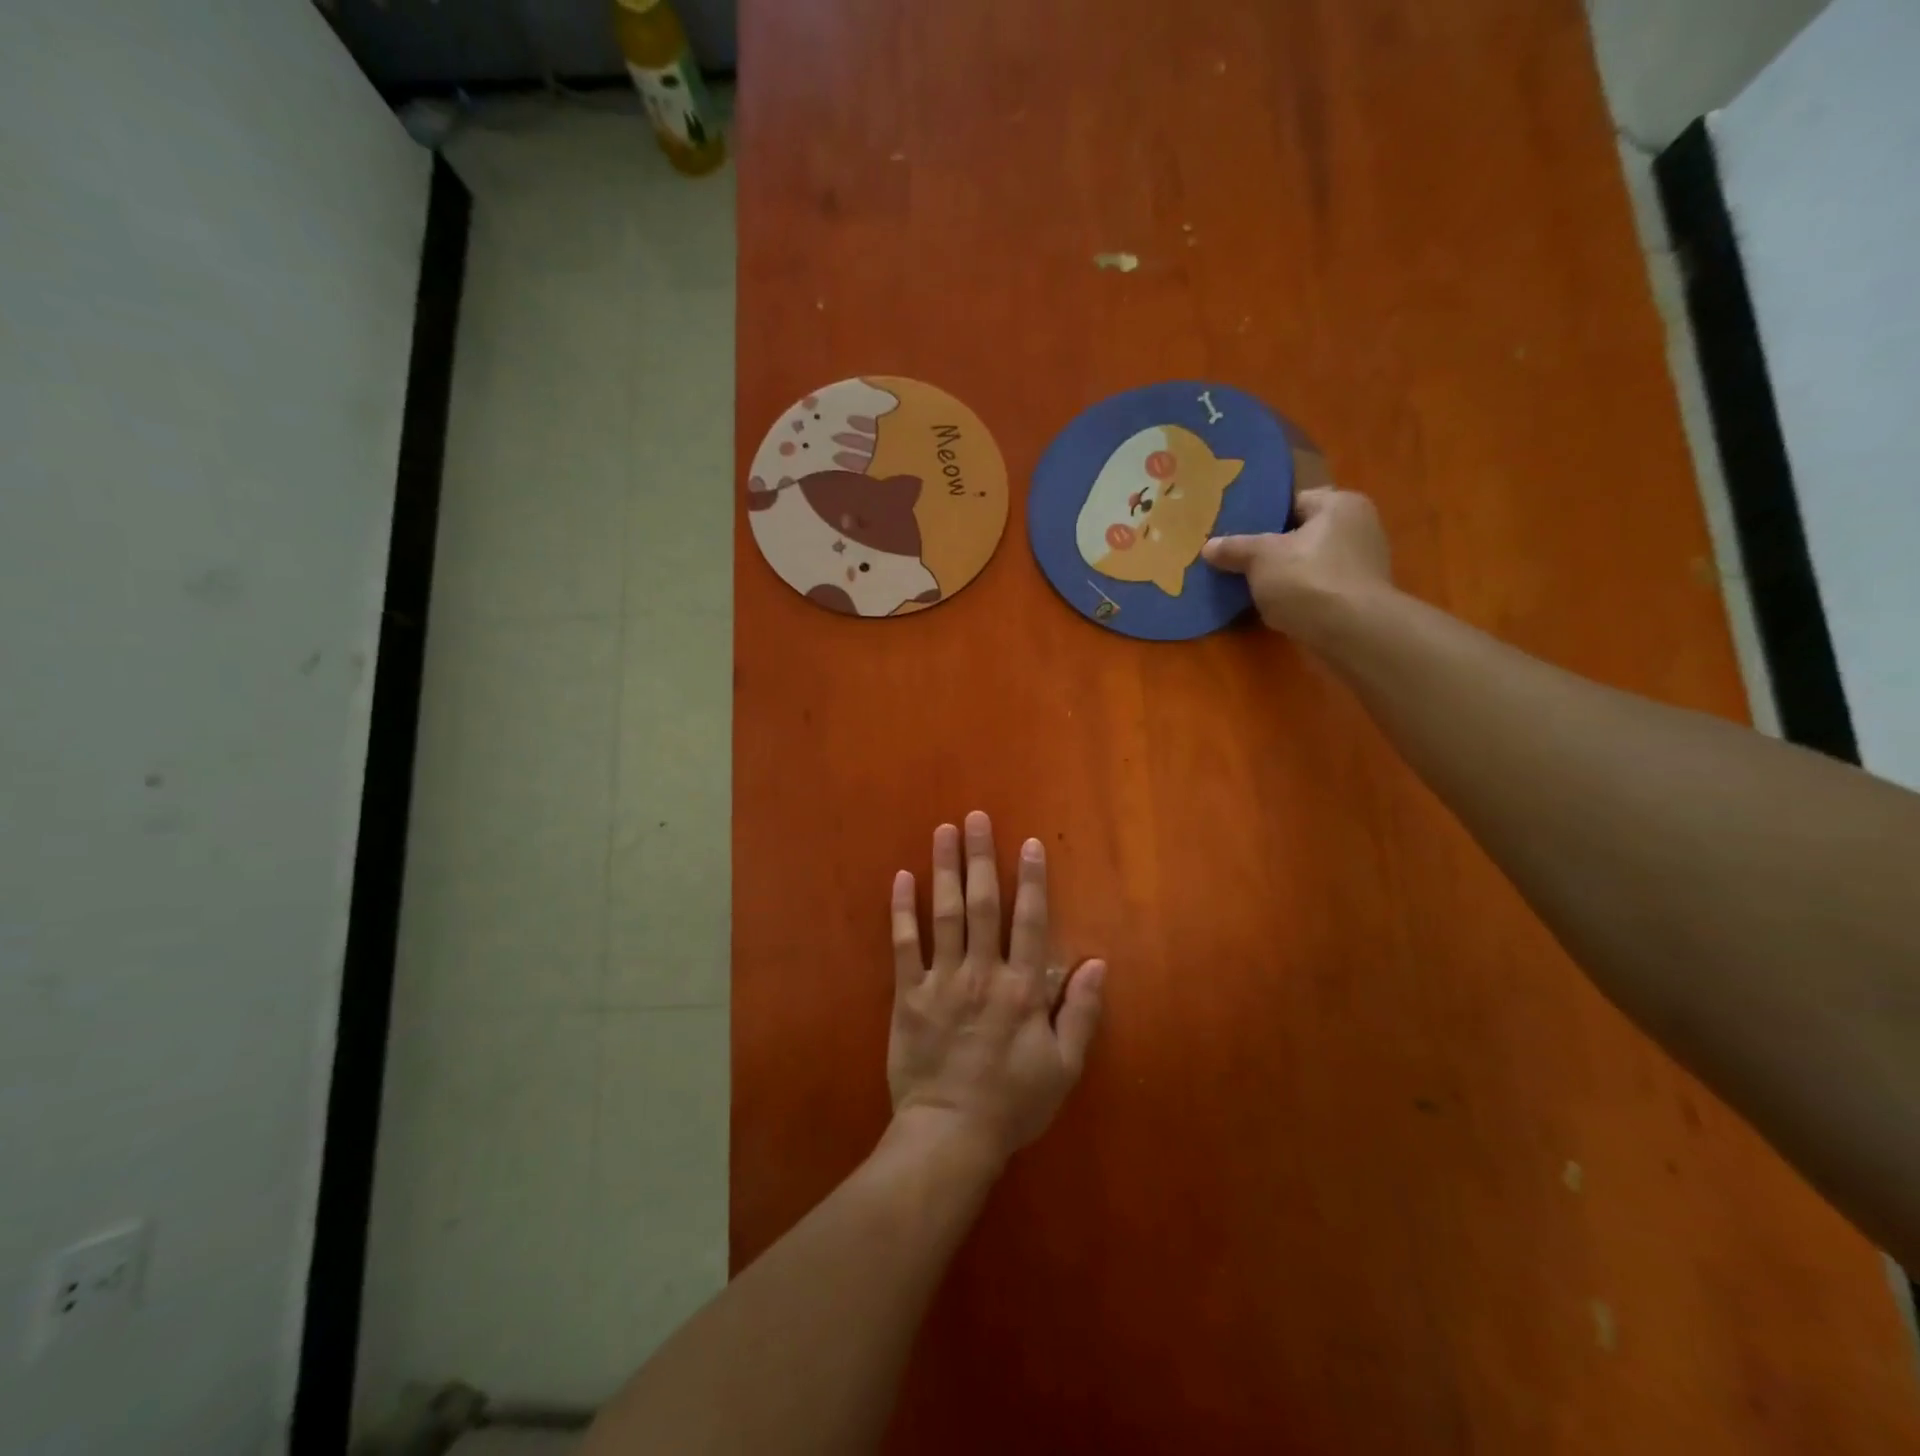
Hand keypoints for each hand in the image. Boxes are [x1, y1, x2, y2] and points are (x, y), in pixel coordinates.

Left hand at [887, 811, 1106, 1166]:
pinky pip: (904, 945)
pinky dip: (902, 910)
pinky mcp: (908, 995)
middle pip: (983, 905)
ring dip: (944, 870)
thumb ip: (1082, 1013)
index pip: (1030, 922)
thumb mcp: (1063, 1066)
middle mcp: (982, 973)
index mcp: (1021, 989)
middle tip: (975, 817)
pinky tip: (901, 878)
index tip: (1028, 843)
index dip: (1031, 880)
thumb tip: (1098, 962)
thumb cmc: (1013, 1103)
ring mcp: (942, 981)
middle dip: (981, 857)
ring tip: (943, 832)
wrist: (950, 1135)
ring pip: (945, 914)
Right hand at [1201, 486, 1393, 641]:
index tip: (1237, 535)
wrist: (1351, 633)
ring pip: (1309, 565)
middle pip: (1302, 535)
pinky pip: (1318, 590)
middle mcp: (1359, 528)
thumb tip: (1208, 547)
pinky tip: (1275, 608)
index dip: (1264, 517)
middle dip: (1272, 549)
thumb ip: (1234, 548)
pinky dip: (1299, 597)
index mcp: (1340, 504)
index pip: (1294, 502)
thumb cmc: (1307, 579)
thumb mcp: (1260, 558)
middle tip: (1239, 562)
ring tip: (1251, 587)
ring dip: (1284, 576)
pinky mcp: (1359, 599)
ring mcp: (1363, 566)